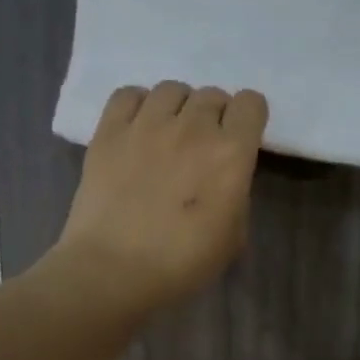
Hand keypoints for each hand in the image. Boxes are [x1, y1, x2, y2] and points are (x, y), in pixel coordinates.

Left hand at [51, 82, 268, 311]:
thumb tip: (223, 178)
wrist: (115, 270)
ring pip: (172, 89)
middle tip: (204, 145)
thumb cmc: (184, 262)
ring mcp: (148, 125)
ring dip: (178, 107)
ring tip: (170, 133)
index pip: (251, 104)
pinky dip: (138, 105)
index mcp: (232, 153)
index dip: (249, 118)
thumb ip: (235, 193)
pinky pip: (128, 95)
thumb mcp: (234, 235)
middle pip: (212, 95)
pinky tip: (138, 128)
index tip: (242, 137)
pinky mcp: (109, 131)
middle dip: (214, 115)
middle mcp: (193, 127)